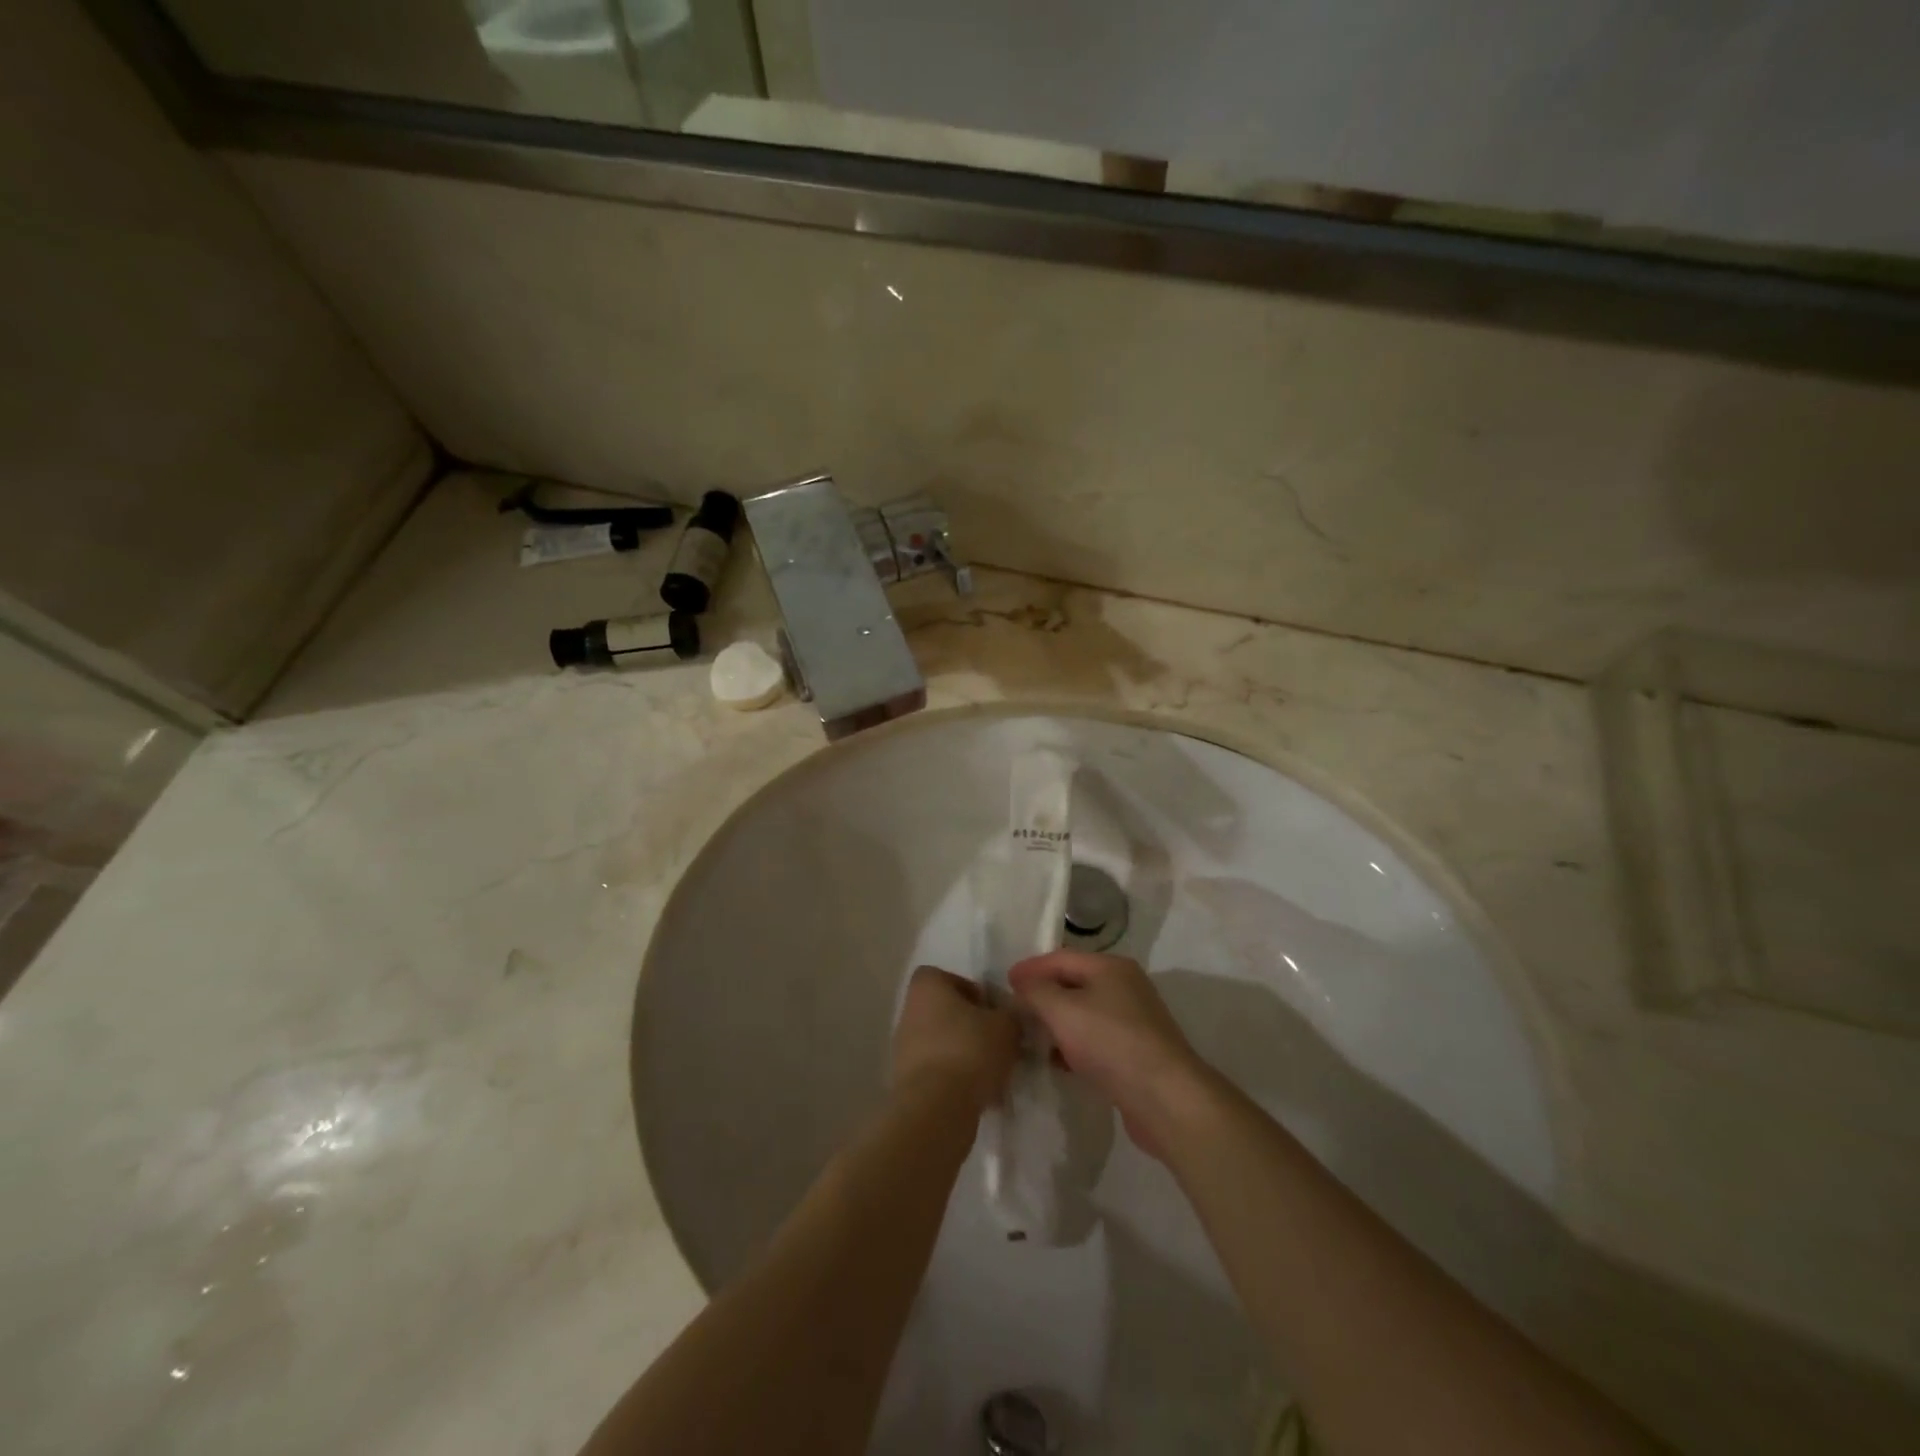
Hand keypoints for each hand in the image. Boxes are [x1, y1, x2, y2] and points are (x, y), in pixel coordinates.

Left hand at [892, 966, 1019, 1111]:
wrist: (936, 1108)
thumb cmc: (970, 1050)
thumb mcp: (1007, 1025)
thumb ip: (1012, 1013)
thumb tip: (1012, 1015)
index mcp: (927, 986)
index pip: (950, 978)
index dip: (974, 992)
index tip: (995, 1012)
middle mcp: (910, 1011)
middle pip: (947, 1012)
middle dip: (973, 1027)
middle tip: (999, 1043)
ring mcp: (904, 1047)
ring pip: (944, 1044)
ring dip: (967, 1055)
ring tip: (995, 1073)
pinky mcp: (907, 1081)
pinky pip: (939, 1072)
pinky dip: (958, 1080)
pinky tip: (982, 1095)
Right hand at [1008, 950, 1209, 1157]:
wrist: (1165, 1098)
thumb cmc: (1111, 1042)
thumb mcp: (1063, 1010)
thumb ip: (1036, 992)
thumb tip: (1022, 984)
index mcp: (1111, 967)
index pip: (1062, 958)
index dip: (1031, 968)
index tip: (1005, 982)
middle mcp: (1125, 987)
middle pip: (1074, 984)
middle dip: (1043, 995)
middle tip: (1013, 1009)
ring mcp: (1133, 1021)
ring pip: (1084, 1014)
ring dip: (1056, 1023)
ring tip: (1028, 1036)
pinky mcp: (1135, 1053)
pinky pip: (1095, 1040)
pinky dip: (1073, 1045)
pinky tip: (1056, 1061)